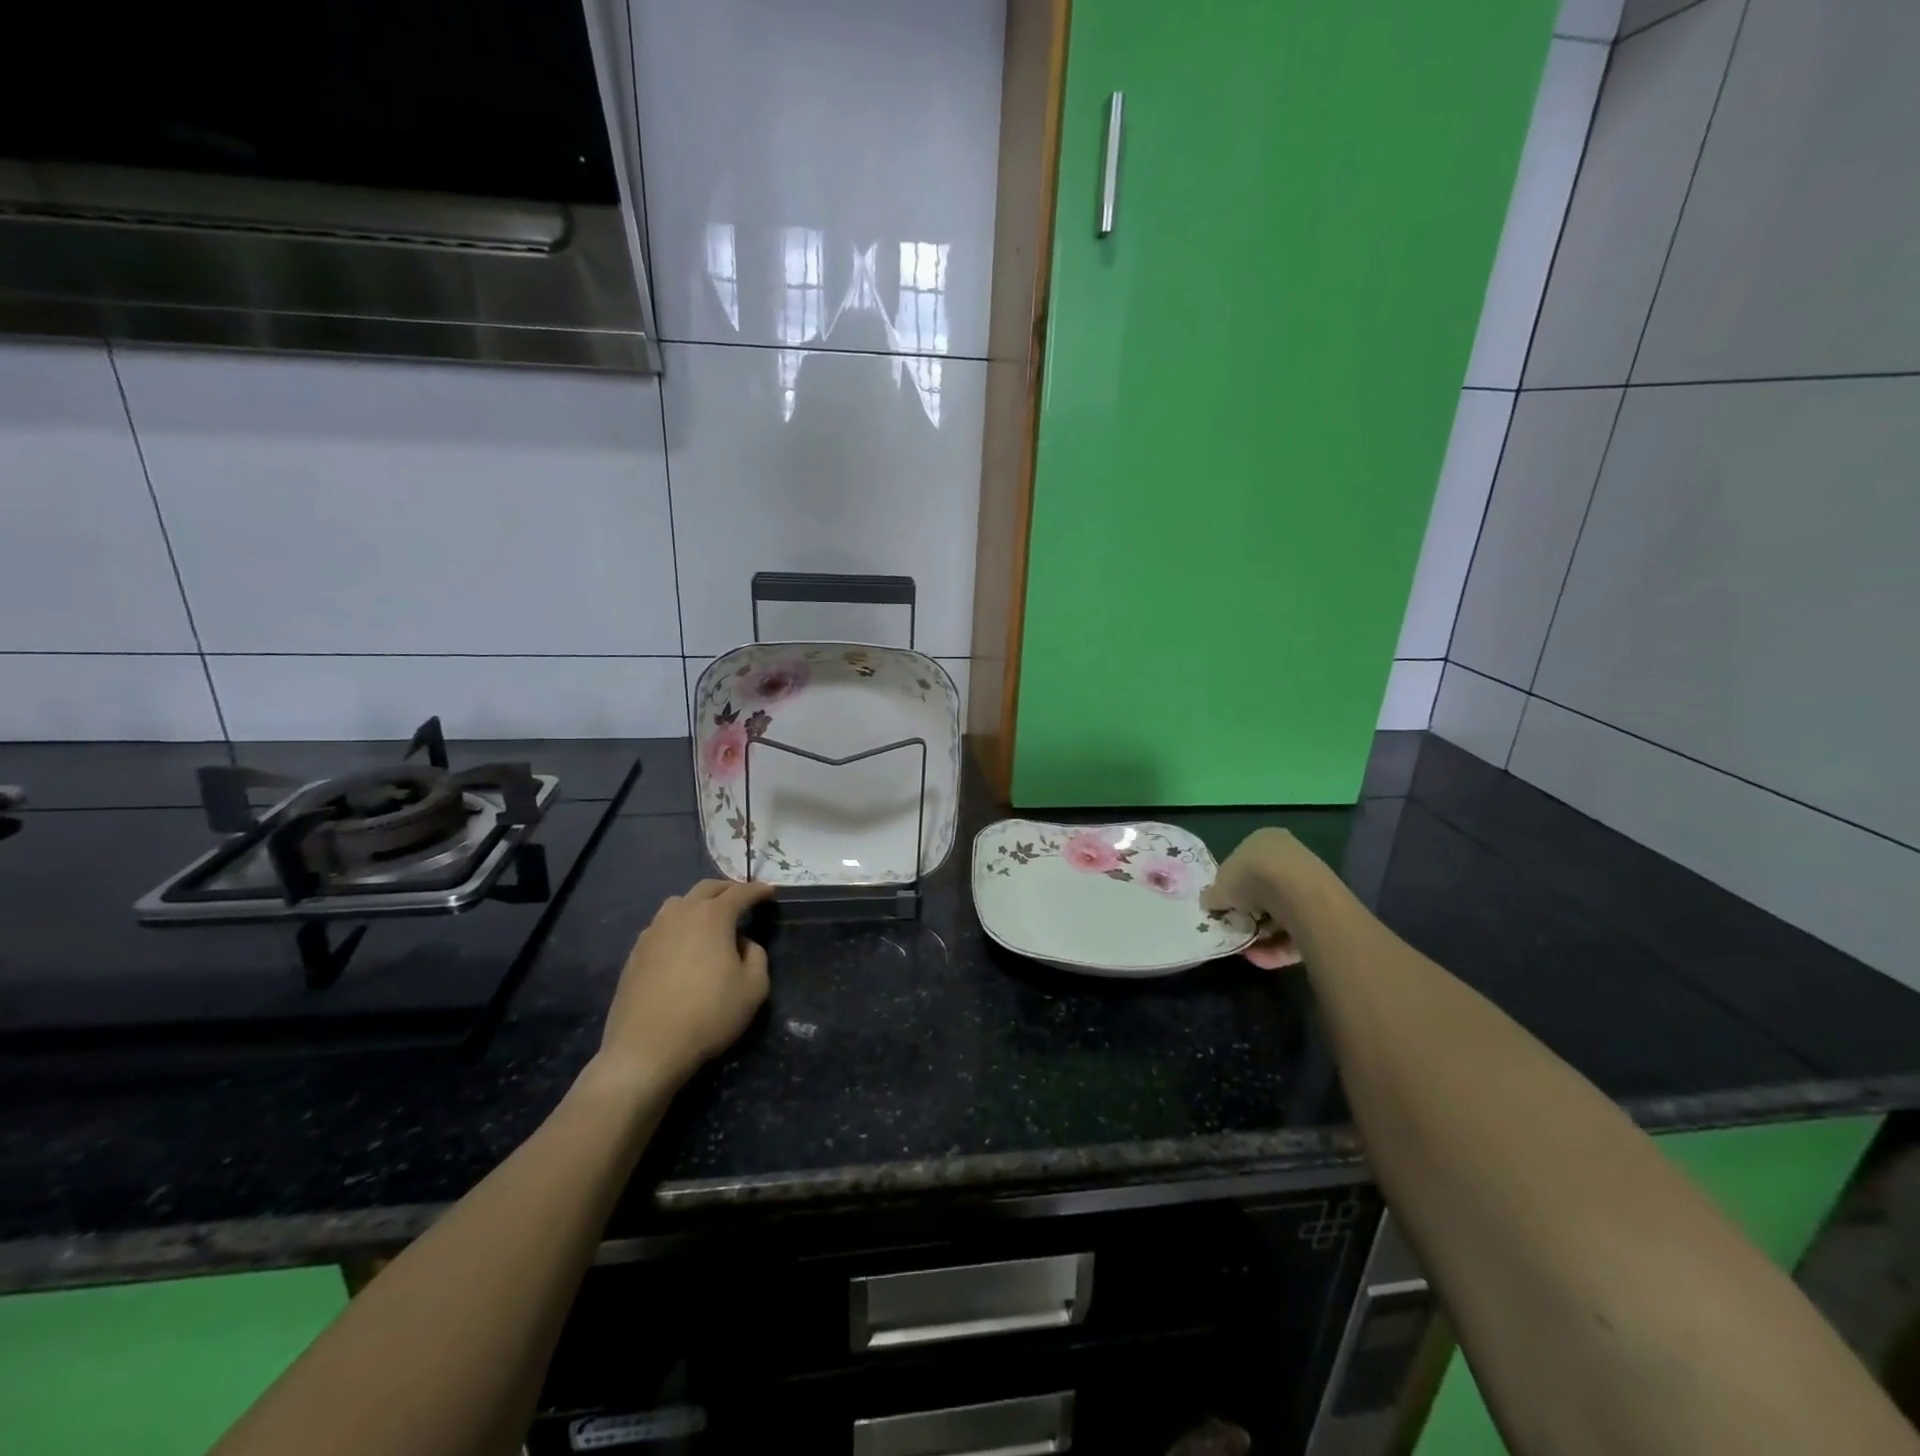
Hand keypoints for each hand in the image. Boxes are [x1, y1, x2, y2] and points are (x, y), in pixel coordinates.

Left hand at [592, 879, 776, 1091]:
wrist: (646, 1049)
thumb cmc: (708, 1015)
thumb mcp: (754, 988)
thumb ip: (757, 956)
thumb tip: (743, 943)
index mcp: (712, 917)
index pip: (740, 892)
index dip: (758, 890)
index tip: (770, 892)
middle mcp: (680, 915)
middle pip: (706, 889)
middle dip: (727, 889)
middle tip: (742, 898)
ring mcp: (653, 932)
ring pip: (678, 903)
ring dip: (698, 904)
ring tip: (710, 919)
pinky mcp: (635, 953)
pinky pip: (661, 926)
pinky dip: (678, 925)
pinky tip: (683, 945)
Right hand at [1201, 828, 1338, 969]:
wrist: (1299, 894)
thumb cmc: (1251, 877)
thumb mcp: (1219, 887)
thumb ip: (1213, 896)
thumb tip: (1209, 903)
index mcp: (1263, 841)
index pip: (1243, 864)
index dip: (1231, 887)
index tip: (1223, 907)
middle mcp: (1289, 858)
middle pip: (1263, 891)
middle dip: (1248, 914)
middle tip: (1235, 928)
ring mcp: (1309, 885)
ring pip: (1280, 914)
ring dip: (1261, 934)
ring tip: (1246, 949)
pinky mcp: (1324, 913)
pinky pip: (1296, 931)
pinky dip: (1277, 947)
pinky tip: (1260, 958)